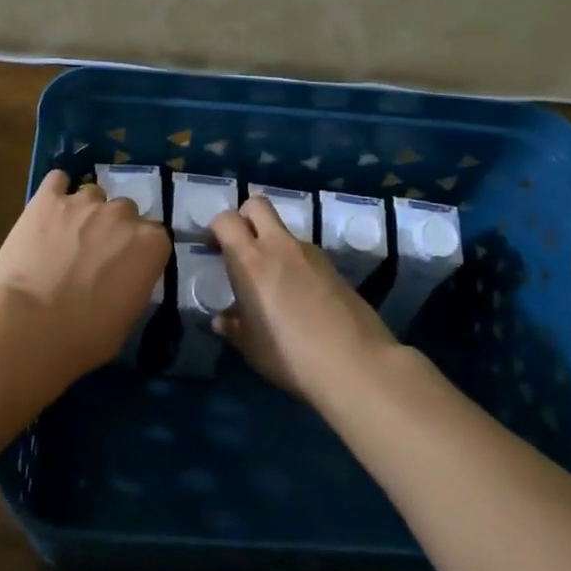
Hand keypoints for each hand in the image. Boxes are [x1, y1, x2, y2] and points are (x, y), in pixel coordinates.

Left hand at [0, 170, 170, 372]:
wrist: (31, 325)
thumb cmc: (86, 336)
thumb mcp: (129, 316)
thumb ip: (134, 282)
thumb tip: (125, 276)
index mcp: (150, 244)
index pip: (156, 236)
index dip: (139, 251)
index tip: (126, 268)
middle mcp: (122, 215)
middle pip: (126, 211)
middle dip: (113, 229)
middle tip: (95, 255)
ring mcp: (84, 202)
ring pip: (93, 194)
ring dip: (85, 212)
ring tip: (67, 236)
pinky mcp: (47, 199)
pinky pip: (57, 180)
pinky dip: (56, 191)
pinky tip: (49, 208)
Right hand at [209, 198, 398, 401]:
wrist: (357, 364)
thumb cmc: (291, 356)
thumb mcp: (251, 348)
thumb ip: (233, 327)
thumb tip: (223, 319)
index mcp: (251, 261)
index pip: (225, 220)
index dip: (215, 229)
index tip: (213, 250)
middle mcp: (279, 246)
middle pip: (257, 205)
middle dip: (244, 217)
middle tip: (241, 248)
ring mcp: (310, 253)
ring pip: (283, 231)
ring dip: (272, 244)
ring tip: (272, 282)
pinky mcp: (333, 266)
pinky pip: (304, 253)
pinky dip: (294, 263)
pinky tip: (299, 297)